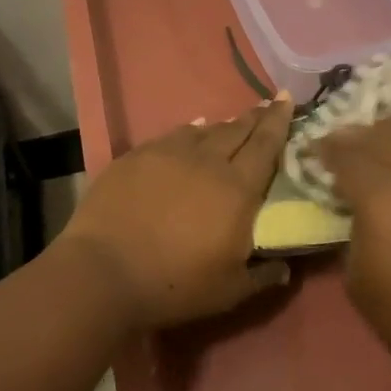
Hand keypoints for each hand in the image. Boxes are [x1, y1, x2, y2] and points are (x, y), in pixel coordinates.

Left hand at [60, 97, 294, 329]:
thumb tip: (285, 267)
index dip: (279, 120)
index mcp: (237, 189)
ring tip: (233, 123)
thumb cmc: (174, 284)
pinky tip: (191, 130)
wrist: (104, 272)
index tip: (287, 98)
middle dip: (256, 116)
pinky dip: (189, 131)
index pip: (266, 145)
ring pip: (204, 130)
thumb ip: (262, 275)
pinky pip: (172, 135)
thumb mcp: (229, 291)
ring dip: (223, 125)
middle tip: (268, 104)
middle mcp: (207, 161)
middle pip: (237, 130)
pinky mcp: (137, 156)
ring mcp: (169, 153)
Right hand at [317, 121, 390, 390]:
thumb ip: (353, 233)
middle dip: (353, 137)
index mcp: (378, 196)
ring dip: (388, 135)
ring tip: (375, 144)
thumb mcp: (358, 281)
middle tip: (338, 144)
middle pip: (378, 137)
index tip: (312, 149)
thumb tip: (357, 213)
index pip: (345, 155)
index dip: (325, 148)